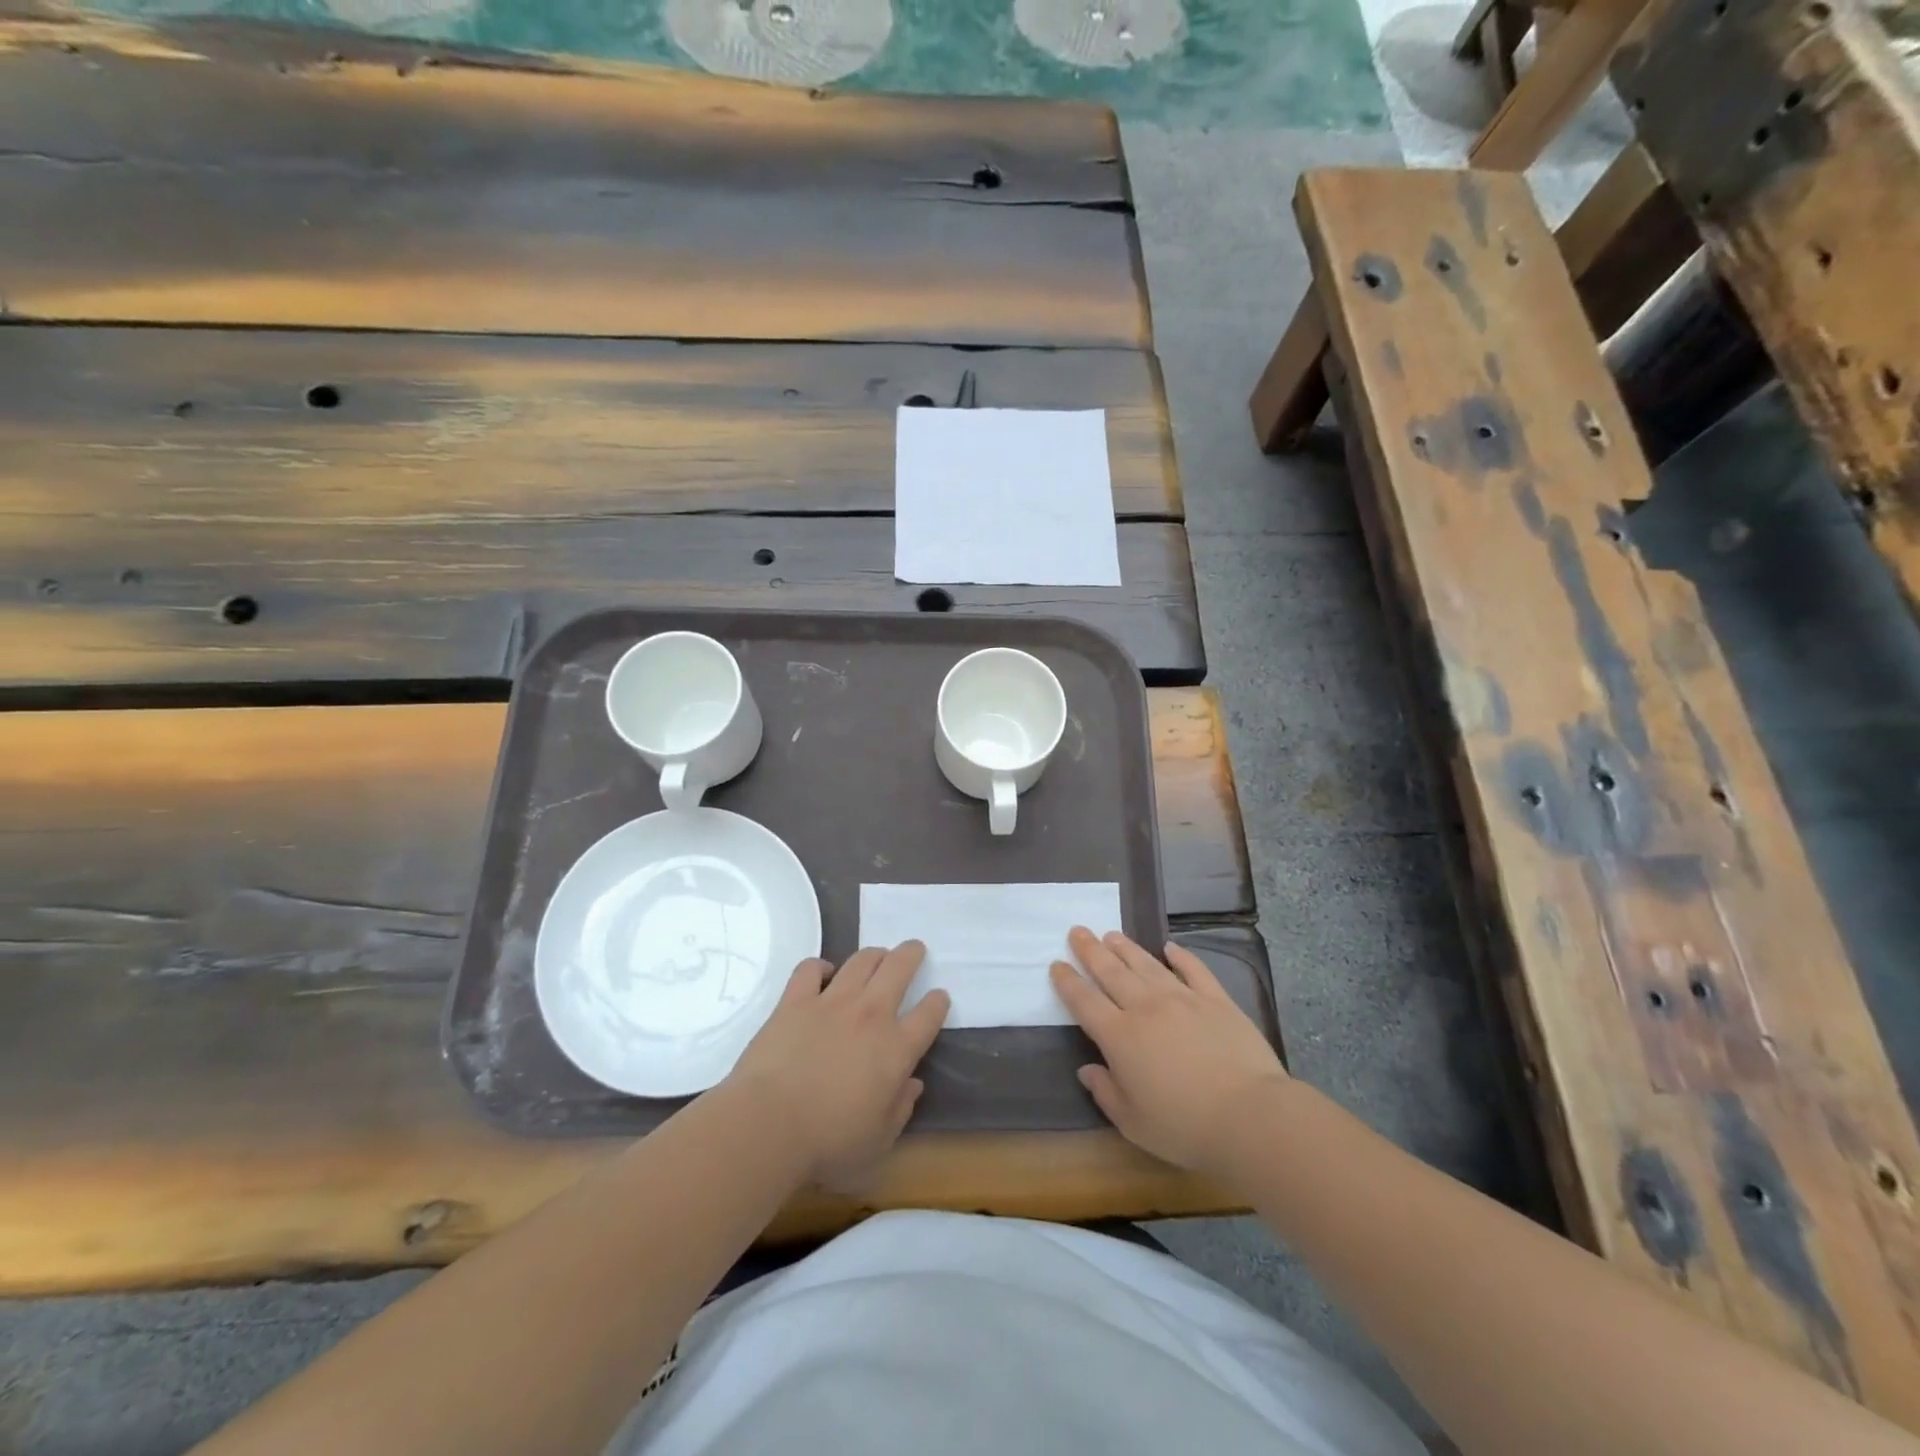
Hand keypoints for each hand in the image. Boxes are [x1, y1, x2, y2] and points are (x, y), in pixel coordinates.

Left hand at [726, 942, 949, 1187]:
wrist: (769, 1125)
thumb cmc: (829, 1143)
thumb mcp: (879, 1143)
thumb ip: (901, 1110)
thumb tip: (912, 1084)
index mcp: (897, 1049)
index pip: (929, 1014)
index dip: (937, 1002)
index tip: (939, 996)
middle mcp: (870, 1015)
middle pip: (899, 968)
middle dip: (911, 954)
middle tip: (914, 949)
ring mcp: (832, 1002)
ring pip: (861, 960)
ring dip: (874, 954)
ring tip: (877, 956)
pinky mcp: (796, 1000)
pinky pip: (811, 968)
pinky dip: (820, 966)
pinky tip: (823, 973)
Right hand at [1051, 928, 1289, 1178]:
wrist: (1250, 1116)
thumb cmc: (1185, 1127)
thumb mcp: (1133, 1123)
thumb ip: (1106, 1093)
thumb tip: (1087, 1070)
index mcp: (1120, 1037)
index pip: (1085, 1002)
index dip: (1068, 982)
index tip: (1057, 964)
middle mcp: (1146, 1008)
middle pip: (1111, 972)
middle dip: (1091, 950)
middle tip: (1078, 930)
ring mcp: (1183, 999)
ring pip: (1146, 964)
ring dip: (1126, 948)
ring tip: (1111, 934)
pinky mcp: (1216, 1000)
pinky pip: (1193, 970)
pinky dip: (1180, 956)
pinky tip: (1170, 948)